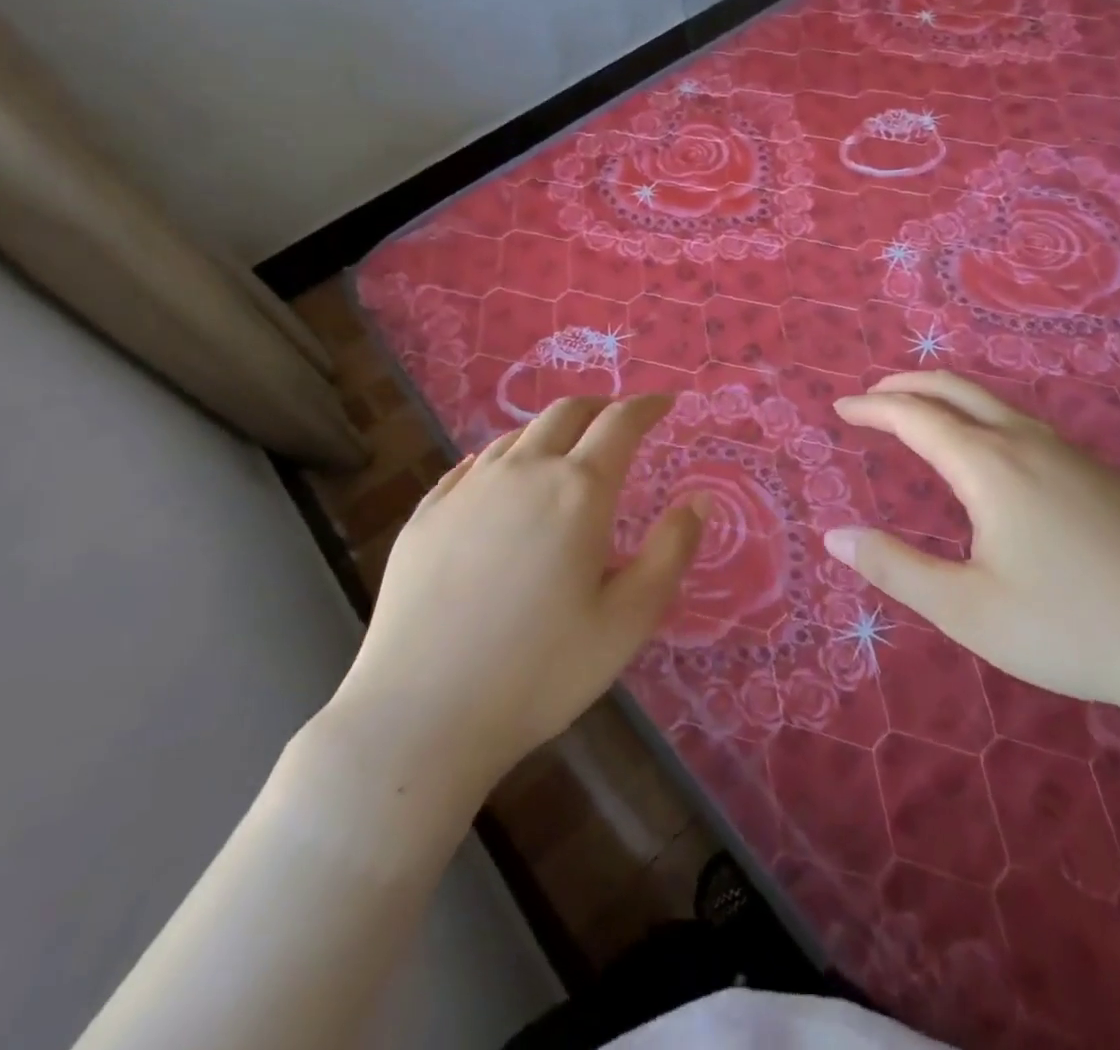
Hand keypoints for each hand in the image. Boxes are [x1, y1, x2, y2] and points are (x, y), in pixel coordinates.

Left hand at [325, 395, 704, 796]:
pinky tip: (503, 481)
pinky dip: (505, 458)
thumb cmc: (541, 671)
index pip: (620, 423)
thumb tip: (700, 499)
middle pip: (566, 412)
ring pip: (517, 435)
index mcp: (578, 490)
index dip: (647, 406)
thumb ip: (671, 552)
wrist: (420, 716)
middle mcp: (522, 471)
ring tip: (566, 450)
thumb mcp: (629, 620)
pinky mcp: (426, 514)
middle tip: (619, 419)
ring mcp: (466, 489)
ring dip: (552, 431)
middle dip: (601, 406)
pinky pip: (473, 465)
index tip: (665, 403)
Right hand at [828, 372, 1119, 721]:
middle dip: (907, 385)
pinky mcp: (1105, 476)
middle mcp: (1028, 443)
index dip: (872, 408)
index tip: (840, 410)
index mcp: (990, 466)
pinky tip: (993, 456)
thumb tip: (835, 535)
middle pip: (956, 389)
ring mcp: (1074, 455)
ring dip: (948, 398)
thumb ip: (896, 569)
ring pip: (996, 404)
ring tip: (923, 416)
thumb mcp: (968, 610)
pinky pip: (1028, 425)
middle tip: (873, 396)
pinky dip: (985, 418)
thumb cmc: (1073, 627)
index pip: (915, 417)